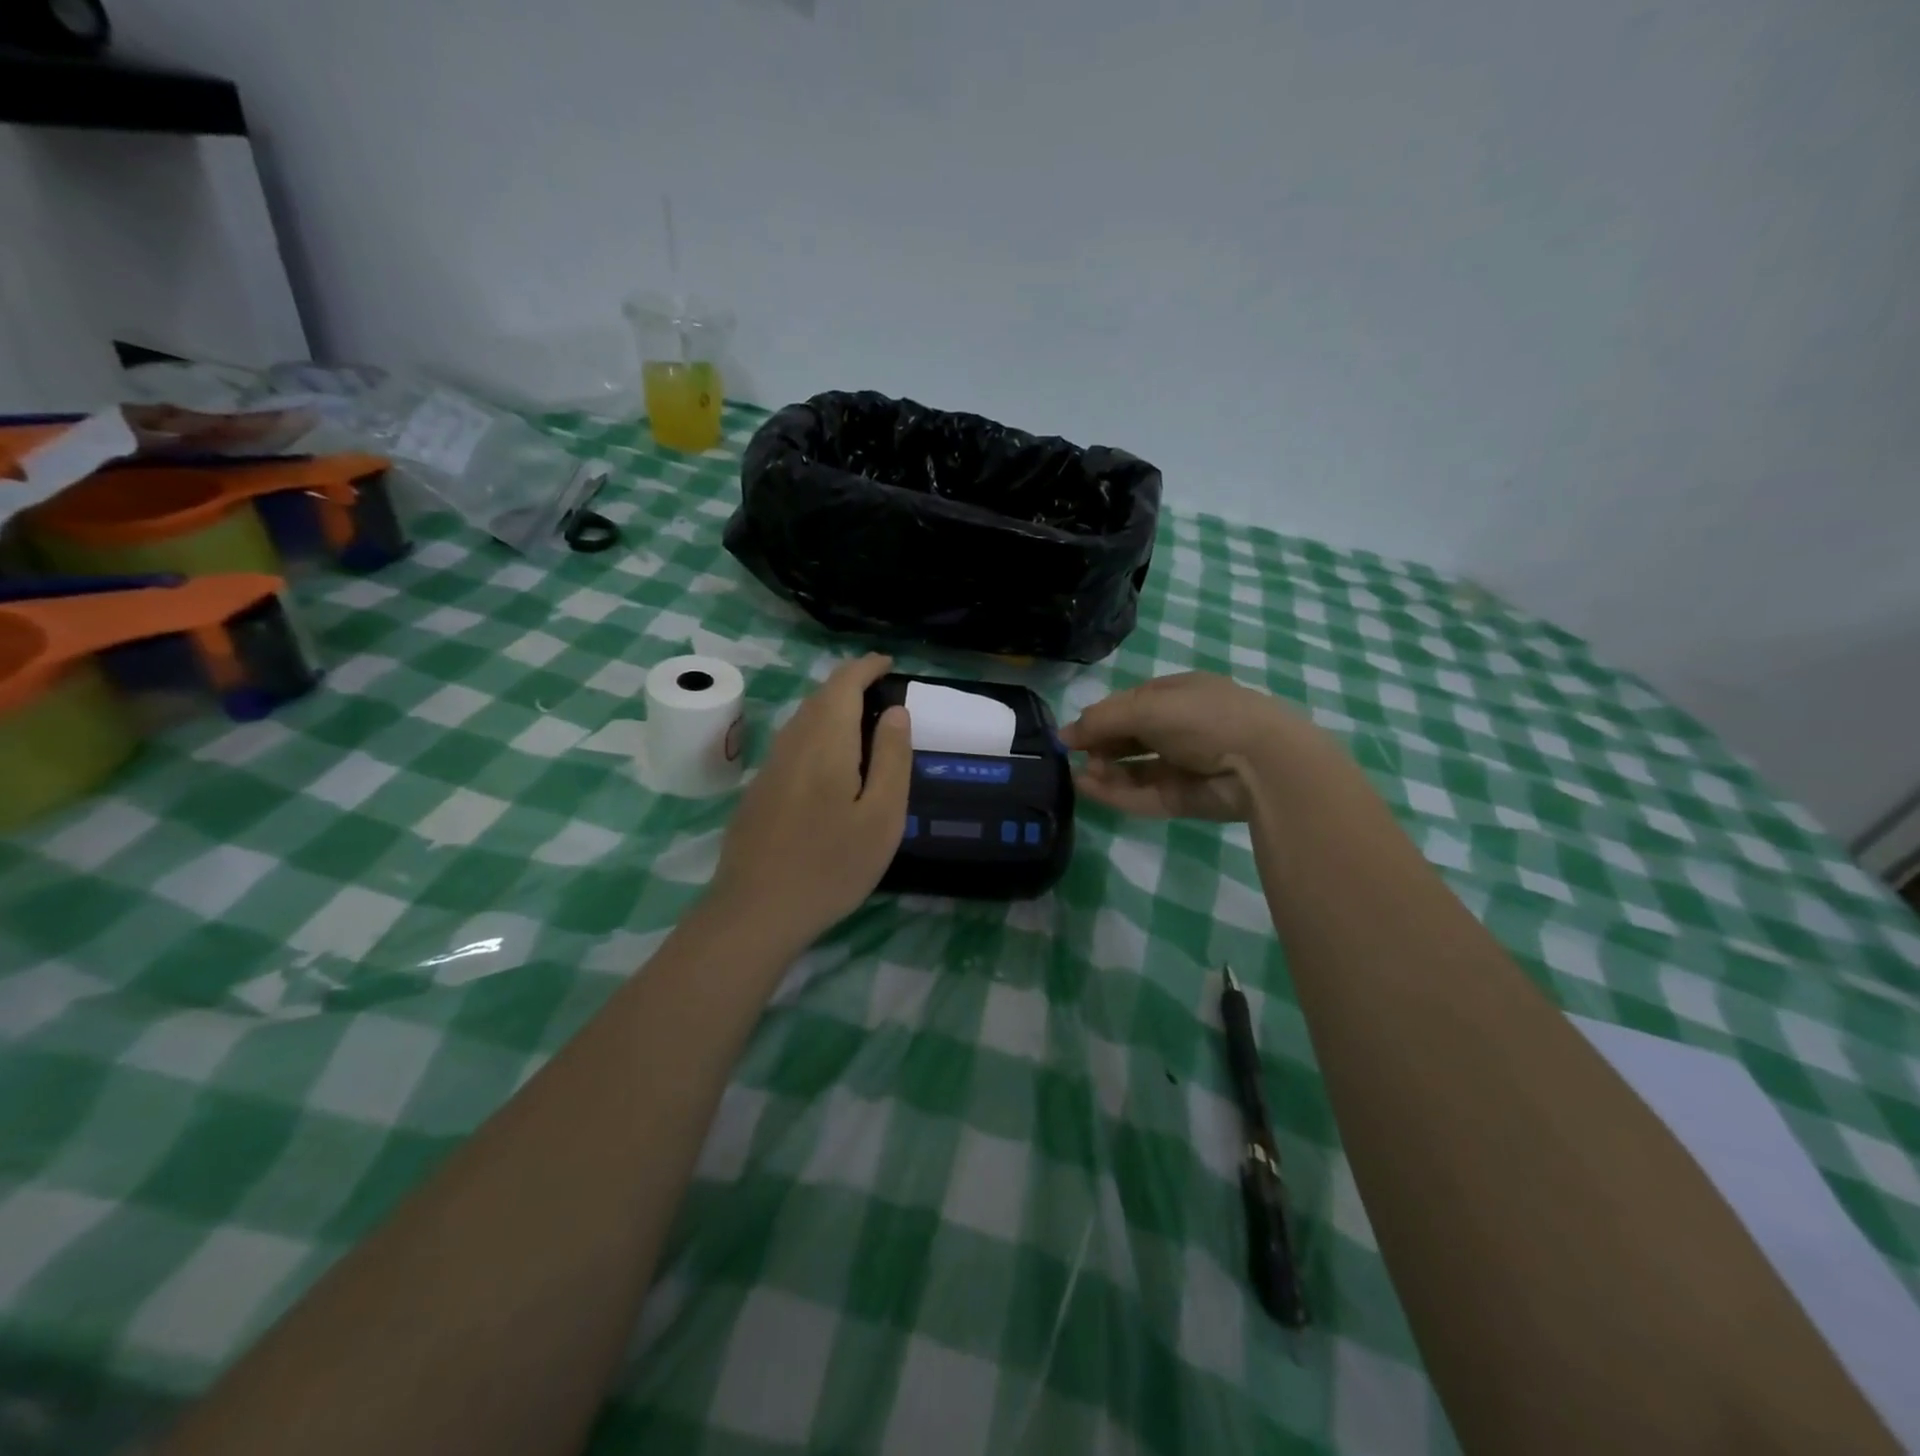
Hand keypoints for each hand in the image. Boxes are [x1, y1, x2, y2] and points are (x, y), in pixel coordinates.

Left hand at [707, 653, 911, 945]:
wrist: (756, 912)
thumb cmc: (831, 865)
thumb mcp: (882, 816)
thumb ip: (891, 758)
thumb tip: (896, 711)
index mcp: (826, 742)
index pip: (843, 684)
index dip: (866, 668)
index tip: (888, 664)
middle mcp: (792, 743)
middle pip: (819, 698)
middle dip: (849, 685)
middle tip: (882, 692)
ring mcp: (770, 767)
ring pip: (803, 720)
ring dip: (831, 709)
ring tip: (862, 723)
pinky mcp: (759, 791)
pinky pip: (793, 744)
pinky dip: (817, 734)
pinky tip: (831, 763)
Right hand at [1060, 672, 1312, 819]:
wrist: (1261, 763)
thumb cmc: (1204, 718)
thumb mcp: (1147, 707)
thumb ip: (1103, 719)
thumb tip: (1064, 734)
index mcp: (1178, 695)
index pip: (1130, 704)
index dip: (1099, 717)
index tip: (1070, 735)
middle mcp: (1180, 728)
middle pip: (1129, 738)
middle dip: (1100, 746)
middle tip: (1074, 757)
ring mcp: (1182, 765)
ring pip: (1133, 769)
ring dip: (1105, 771)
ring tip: (1081, 776)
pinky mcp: (1183, 798)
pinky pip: (1143, 794)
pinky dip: (1116, 793)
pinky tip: (1090, 789)